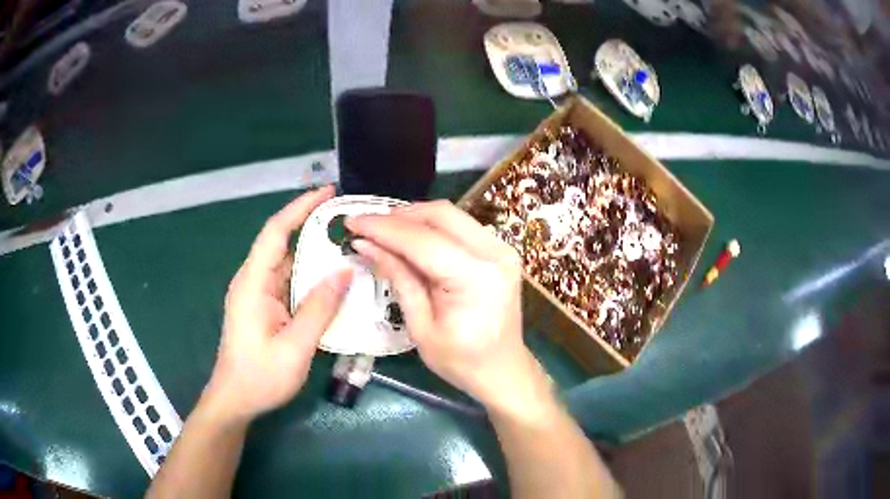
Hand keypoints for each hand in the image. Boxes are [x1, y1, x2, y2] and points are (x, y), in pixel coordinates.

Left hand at [204, 186, 351, 422]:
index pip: (276, 231)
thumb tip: (345, 271)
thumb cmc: (260, 377)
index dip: (300, 207)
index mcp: (253, 283)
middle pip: (283, 242)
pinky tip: (333, 280)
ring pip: (288, 263)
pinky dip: (310, 275)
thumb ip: (318, 308)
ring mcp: (258, 294)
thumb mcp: (294, 347)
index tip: (329, 192)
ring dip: (314, 252)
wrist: (235, 400)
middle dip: (313, 226)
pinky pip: (289, 281)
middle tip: (350, 220)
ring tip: (350, 246)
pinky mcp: (264, 306)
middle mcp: (253, 281)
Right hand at [346, 201, 545, 415]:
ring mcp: (502, 248)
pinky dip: (432, 227)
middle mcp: (494, 254)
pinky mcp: (500, 250)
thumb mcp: (421, 327)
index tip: (353, 222)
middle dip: (399, 216)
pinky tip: (411, 238)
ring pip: (451, 215)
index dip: (384, 228)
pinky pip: (461, 226)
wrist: (503, 369)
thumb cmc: (461, 361)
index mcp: (475, 279)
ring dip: (415, 218)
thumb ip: (398, 278)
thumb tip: (365, 244)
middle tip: (368, 225)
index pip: (422, 241)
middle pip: (441, 214)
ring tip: (384, 231)